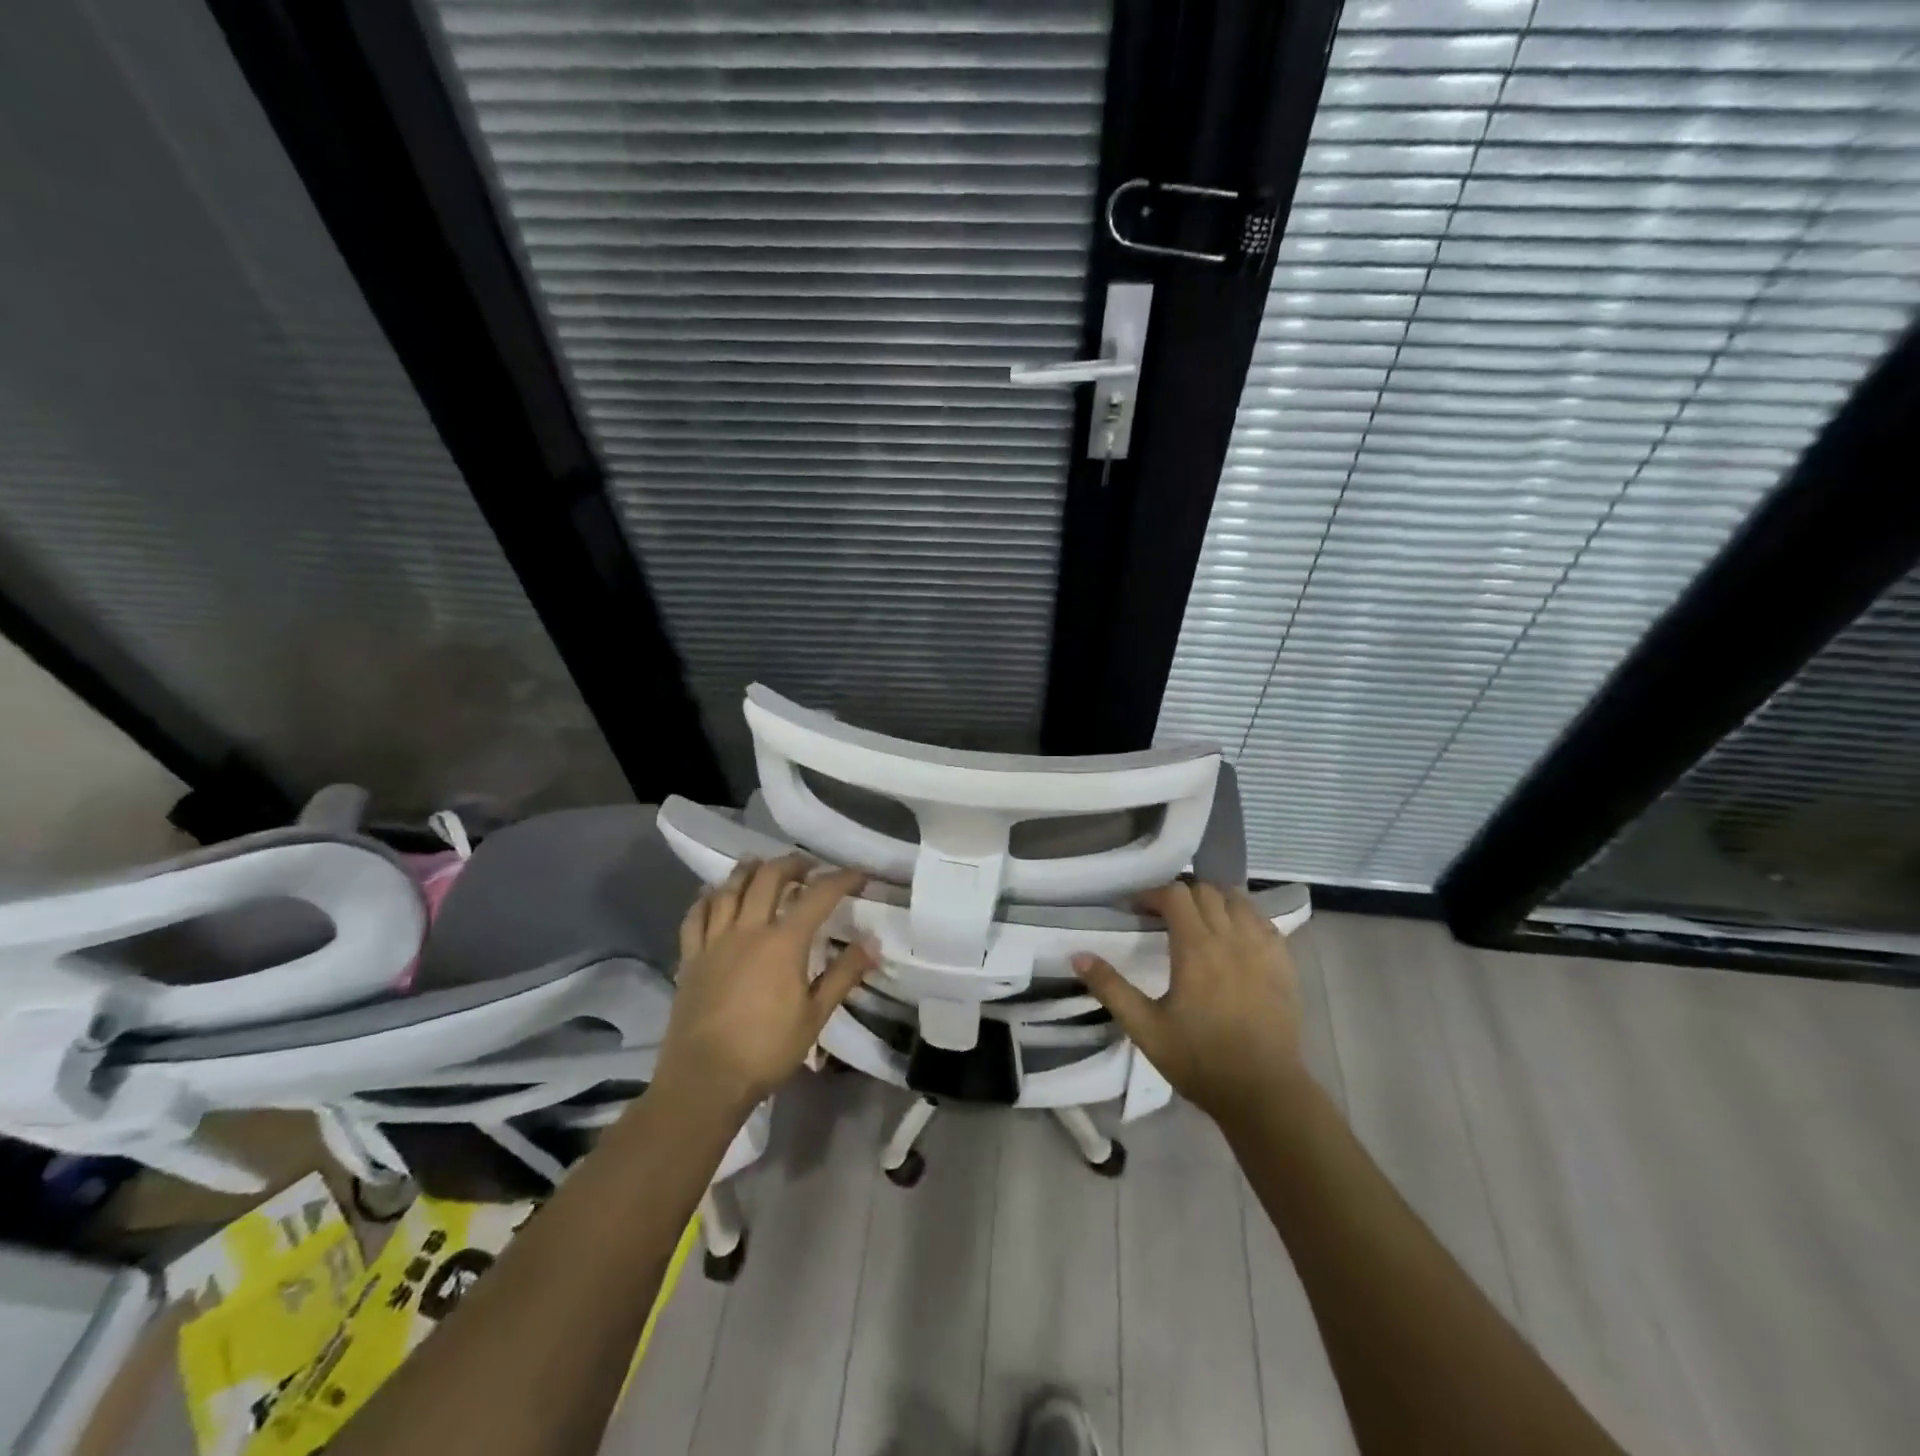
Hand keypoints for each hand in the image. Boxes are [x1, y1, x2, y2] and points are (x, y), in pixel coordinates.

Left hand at [655, 855, 873, 1115]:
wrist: (704, 1080)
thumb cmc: (767, 1050)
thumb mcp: (815, 1016)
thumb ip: (844, 974)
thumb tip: (872, 943)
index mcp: (784, 943)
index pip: (818, 895)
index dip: (842, 879)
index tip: (858, 876)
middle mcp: (748, 930)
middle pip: (769, 877)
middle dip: (793, 864)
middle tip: (808, 867)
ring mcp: (714, 941)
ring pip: (730, 888)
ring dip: (750, 870)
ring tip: (762, 865)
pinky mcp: (690, 957)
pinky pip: (696, 915)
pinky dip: (708, 897)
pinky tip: (715, 894)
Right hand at [1072, 882, 1304, 1120]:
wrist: (1264, 1093)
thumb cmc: (1200, 1060)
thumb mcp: (1145, 1028)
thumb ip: (1111, 988)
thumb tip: (1078, 955)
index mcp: (1196, 948)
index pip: (1175, 895)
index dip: (1152, 895)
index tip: (1136, 911)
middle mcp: (1232, 938)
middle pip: (1206, 891)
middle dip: (1181, 896)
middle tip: (1163, 917)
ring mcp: (1263, 948)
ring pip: (1238, 900)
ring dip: (1214, 901)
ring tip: (1199, 922)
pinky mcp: (1285, 964)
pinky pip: (1263, 922)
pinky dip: (1244, 918)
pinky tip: (1234, 939)